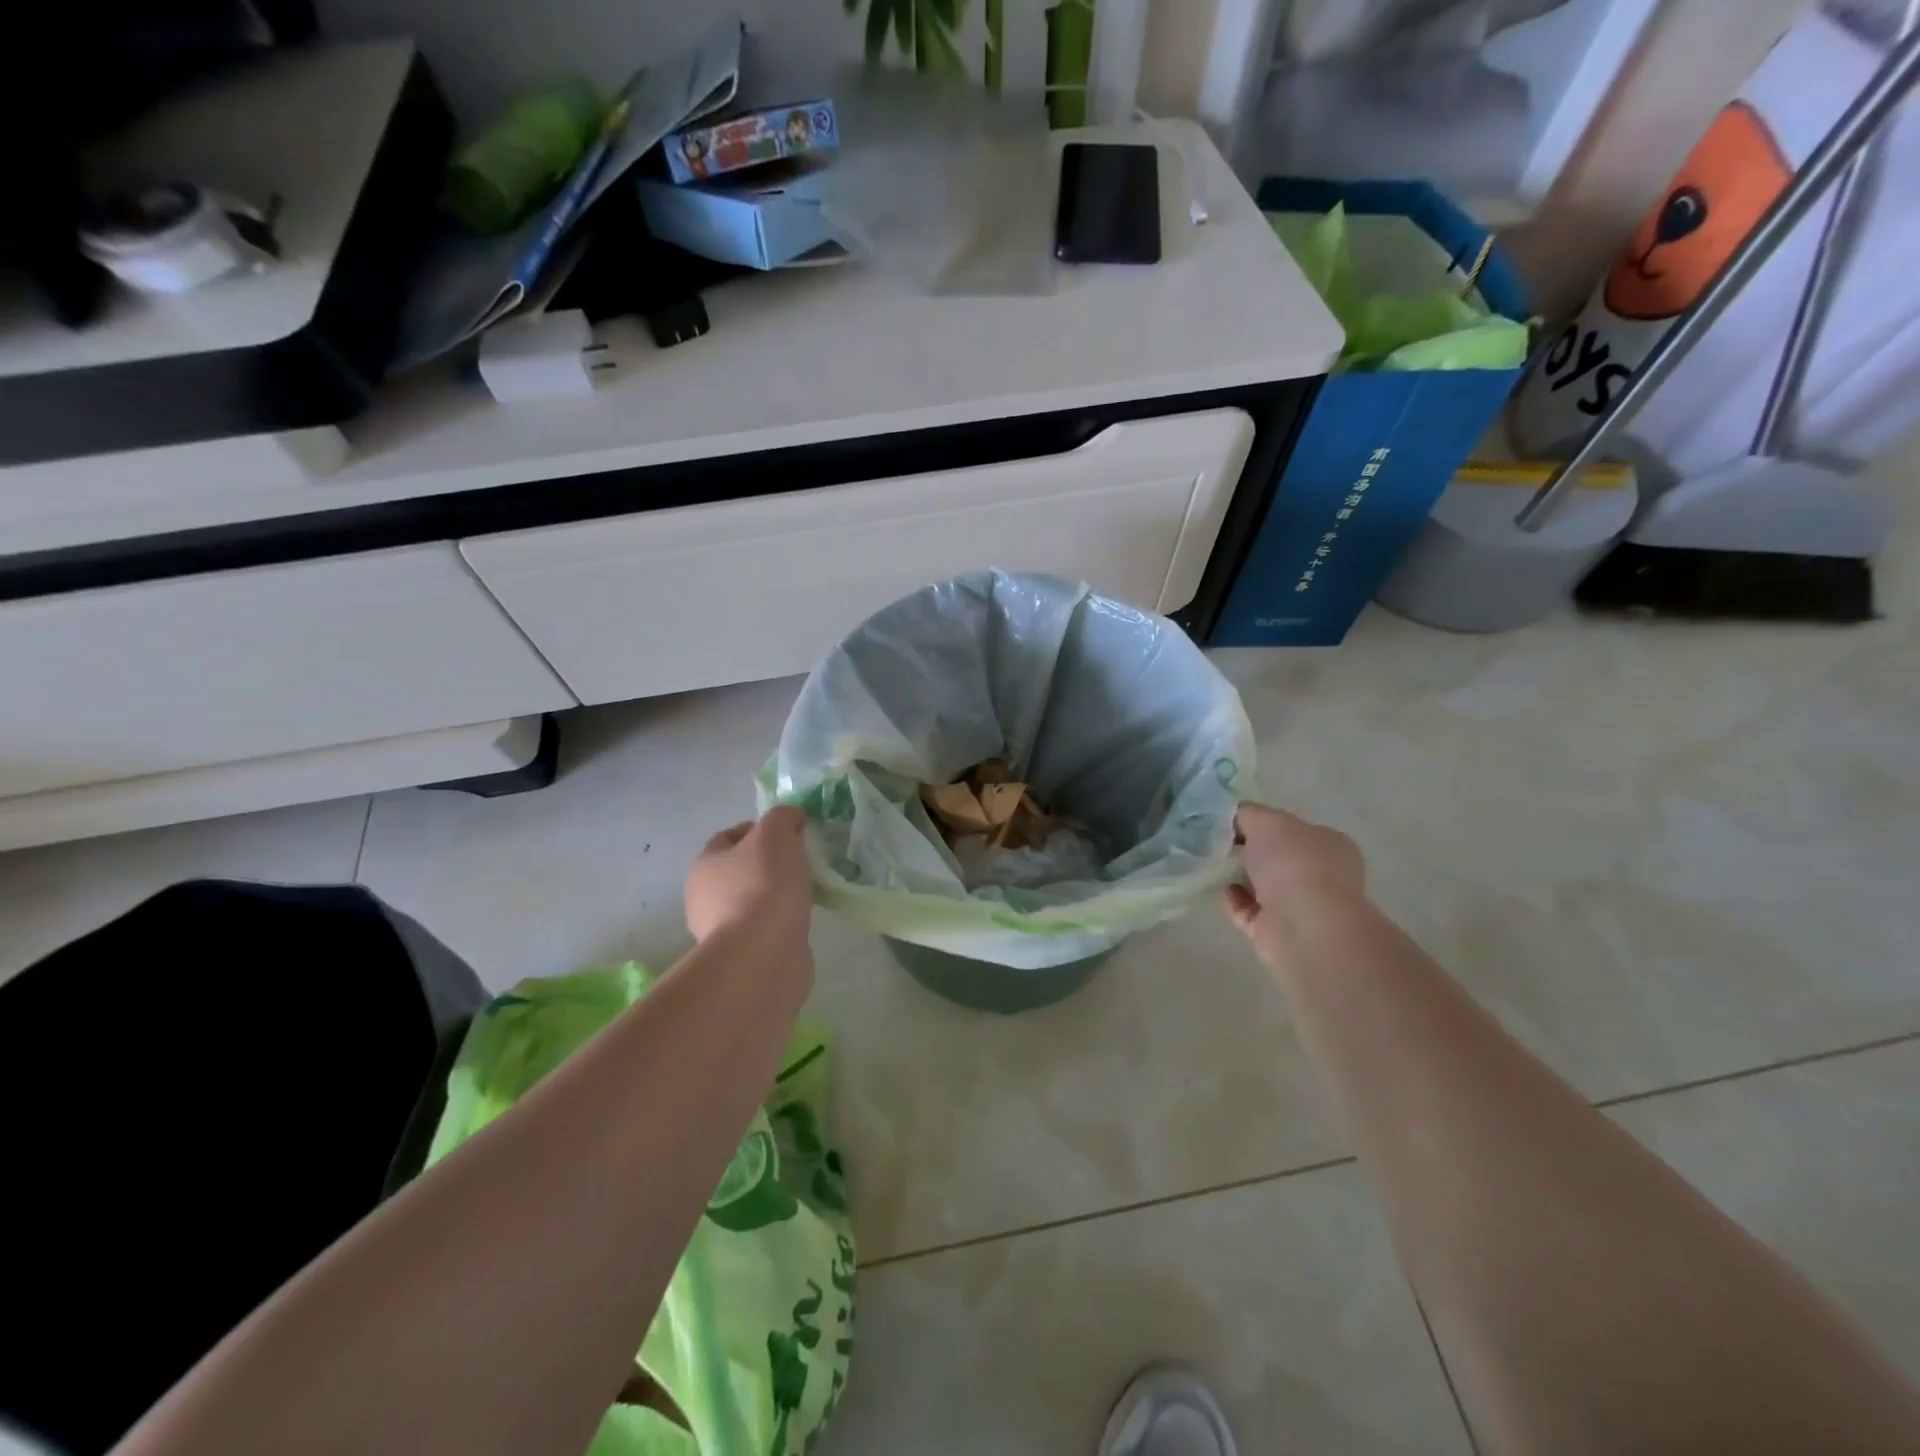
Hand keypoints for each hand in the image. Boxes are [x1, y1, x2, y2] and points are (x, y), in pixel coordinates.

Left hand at [684, 806, 813, 945]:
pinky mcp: (740, 956)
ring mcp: (718, 931)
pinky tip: (799, 919)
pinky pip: (762, 929)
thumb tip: (791, 817)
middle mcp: (703, 897)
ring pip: (750, 900)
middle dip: (766, 863)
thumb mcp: (776, 834)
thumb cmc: (764, 885)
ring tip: (804, 891)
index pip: (727, 837)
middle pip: (738, 870)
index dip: (757, 829)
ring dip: (774, 895)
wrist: (763, 953)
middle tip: (799, 860)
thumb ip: (782, 817)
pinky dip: (779, 922)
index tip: (788, 832)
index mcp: (704, 864)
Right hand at [1223, 802, 1366, 965]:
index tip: (1230, 824)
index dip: (1260, 823)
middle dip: (1246, 851)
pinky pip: (1248, 910)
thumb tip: (1235, 817)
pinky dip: (1232, 901)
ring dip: (1236, 877)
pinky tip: (1219, 890)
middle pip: (1274, 857)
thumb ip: (1248, 814)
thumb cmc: (1292, 864)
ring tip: (1210, 866)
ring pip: (1261, 886)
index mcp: (1328, 844)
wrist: (1303, 927)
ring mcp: (1301, 906)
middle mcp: (1320, 874)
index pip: (1291, 828)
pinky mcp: (1278, 931)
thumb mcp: (1266, 821)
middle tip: (1216, 844)